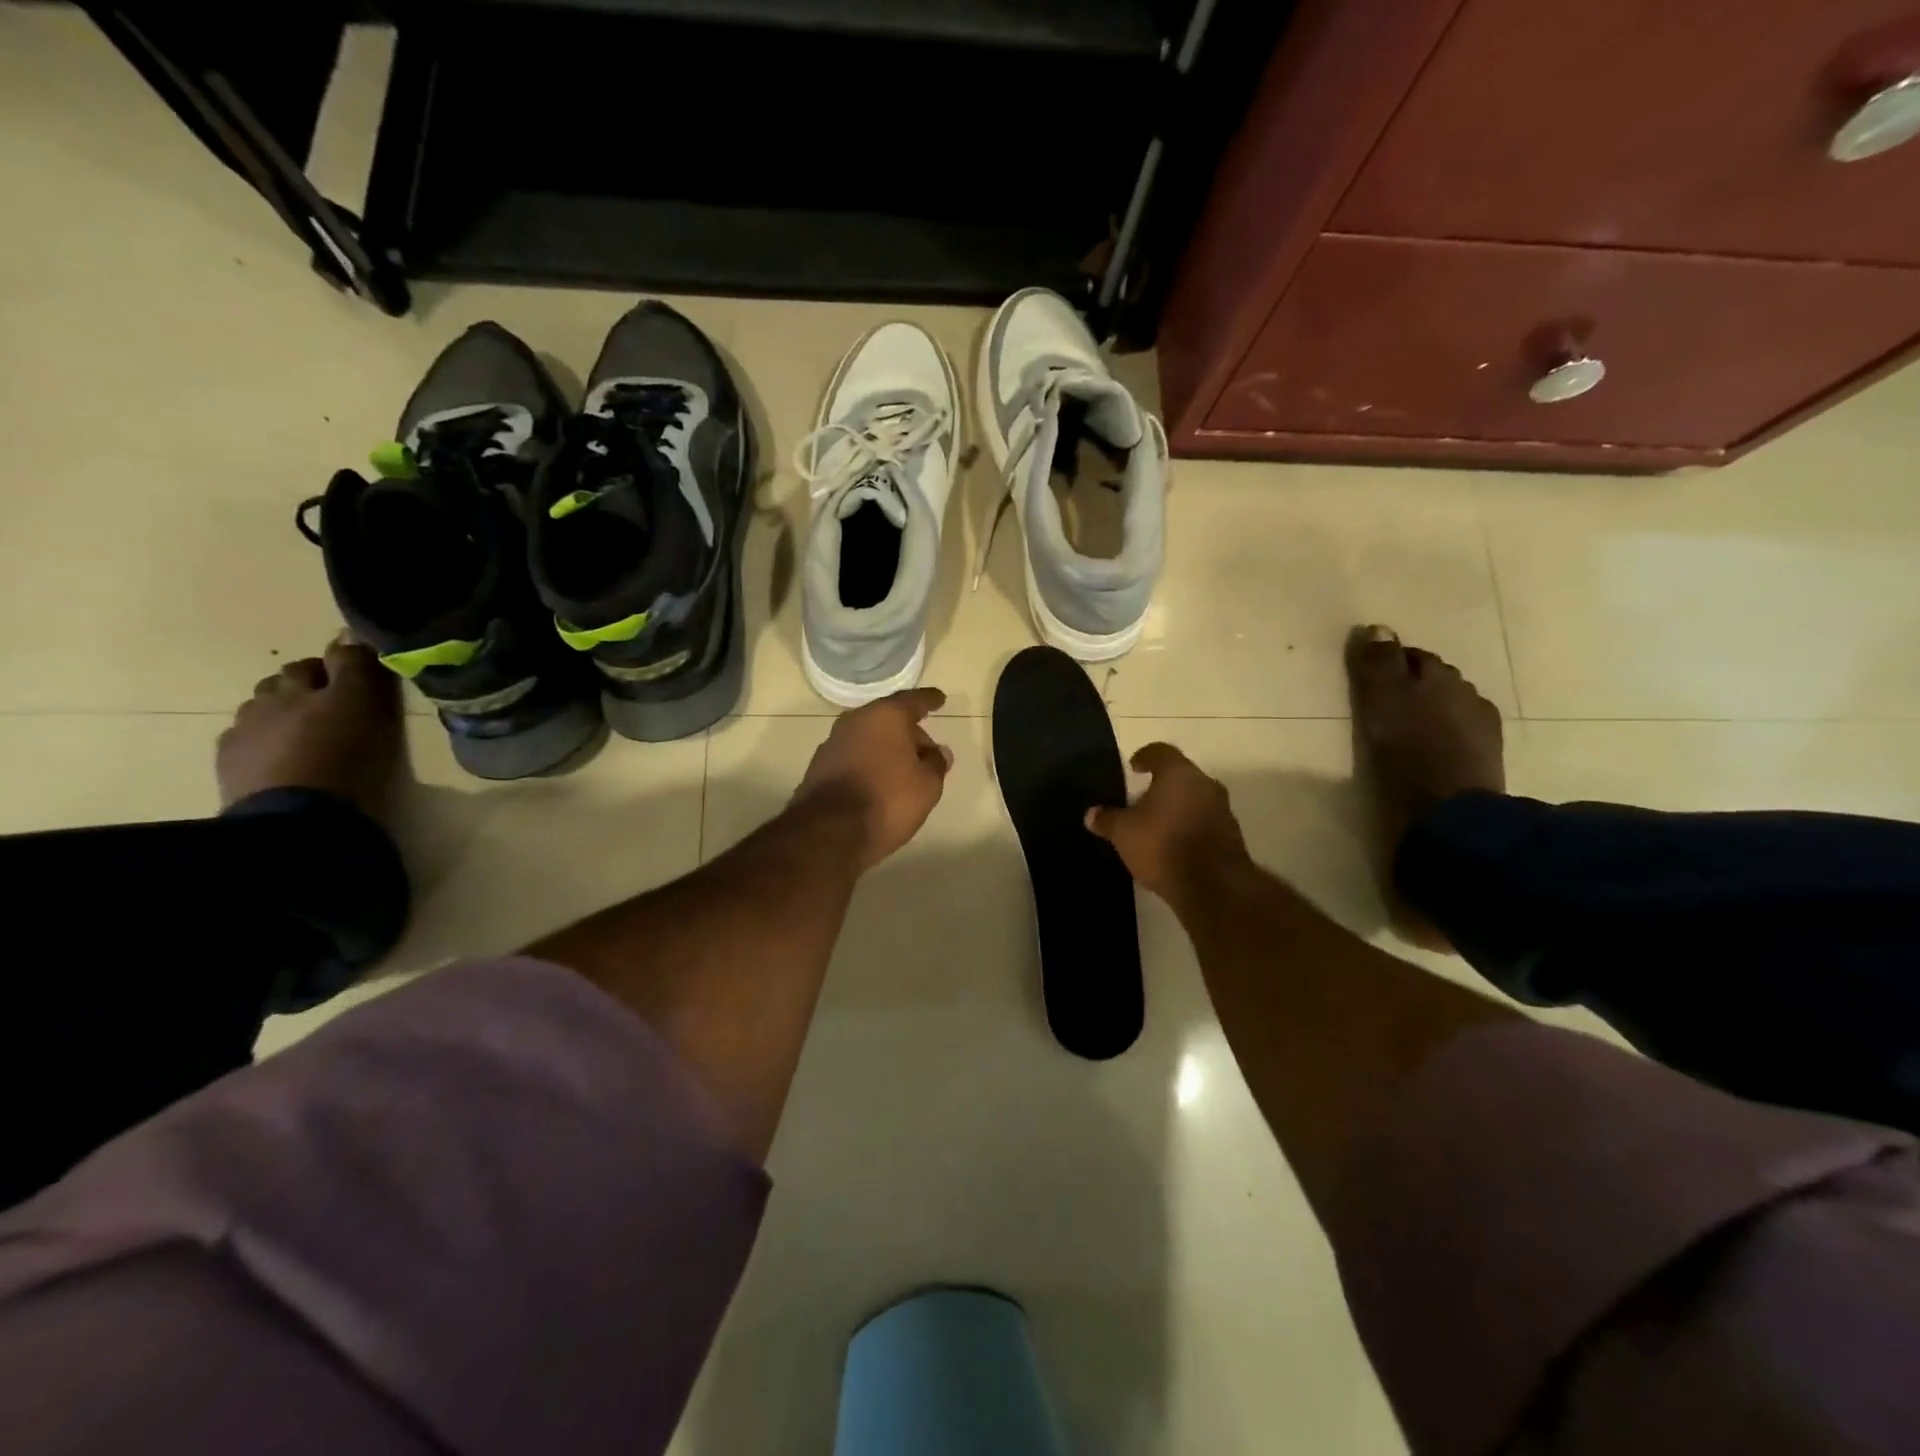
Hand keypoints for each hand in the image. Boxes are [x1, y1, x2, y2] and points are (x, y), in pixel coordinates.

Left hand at [794, 688, 952, 871]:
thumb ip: (936, 764)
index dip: (929, 701)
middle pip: (889, 719)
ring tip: (905, 770)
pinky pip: (854, 756)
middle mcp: (856, 720)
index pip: (914, 701)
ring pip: (869, 738)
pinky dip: (869, 763)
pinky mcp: (819, 766)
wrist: (829, 832)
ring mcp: (833, 742)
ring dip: (887, 749)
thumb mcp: (927, 786)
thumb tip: (938, 752)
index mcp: (886, 716)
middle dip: (909, 732)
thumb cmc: (888, 800)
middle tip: (927, 751)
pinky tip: (880, 782)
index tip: (939, 699)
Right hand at [1085, 743, 1248, 901]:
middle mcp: (1205, 785)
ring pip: (1195, 799)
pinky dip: (1189, 827)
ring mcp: (1223, 810)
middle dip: (1162, 785)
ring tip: (1156, 825)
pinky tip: (1173, 845)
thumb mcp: (1124, 833)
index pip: (1161, 752)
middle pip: (1181, 776)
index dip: (1145, 756)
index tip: (1134, 767)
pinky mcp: (1231, 837)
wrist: (1213, 886)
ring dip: (1177, 808)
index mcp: (1179, 773)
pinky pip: (1204, 822)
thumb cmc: (1163, 845)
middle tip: (1141, 798)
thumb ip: (1107, 820)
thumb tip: (1092, 814)